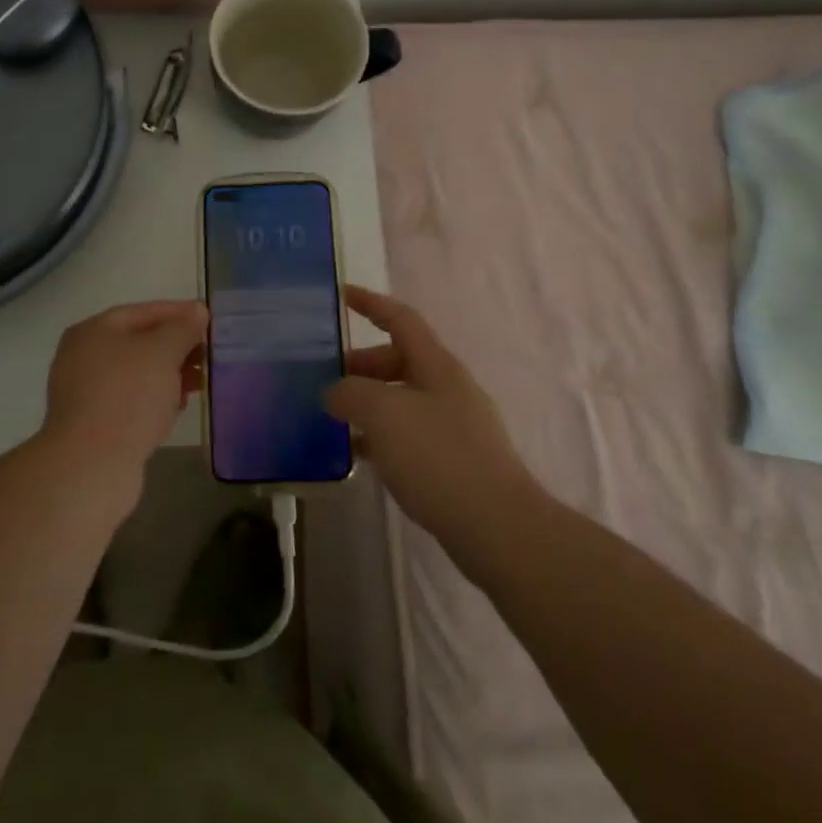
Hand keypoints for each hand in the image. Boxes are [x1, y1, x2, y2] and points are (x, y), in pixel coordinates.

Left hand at [41, 300, 207, 483]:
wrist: (91, 465)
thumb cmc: (128, 396)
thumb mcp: (162, 353)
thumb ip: (182, 328)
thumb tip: (197, 311)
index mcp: (93, 331)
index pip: (143, 312)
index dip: (178, 313)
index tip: (208, 320)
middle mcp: (83, 356)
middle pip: (139, 343)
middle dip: (176, 347)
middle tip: (207, 354)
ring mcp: (85, 392)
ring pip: (136, 374)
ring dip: (169, 375)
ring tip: (199, 383)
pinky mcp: (93, 424)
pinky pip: (130, 401)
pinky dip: (154, 399)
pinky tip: (177, 408)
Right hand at [326, 285, 531, 536]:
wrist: (498, 528)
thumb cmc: (439, 457)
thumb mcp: (383, 414)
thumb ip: (351, 393)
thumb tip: (335, 393)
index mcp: (436, 365)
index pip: (400, 319)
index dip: (370, 303)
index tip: (340, 294)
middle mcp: (447, 388)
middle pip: (399, 360)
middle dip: (360, 365)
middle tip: (324, 380)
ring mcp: (454, 426)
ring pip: (402, 400)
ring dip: (368, 403)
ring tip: (333, 419)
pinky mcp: (454, 463)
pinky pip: (408, 435)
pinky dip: (381, 436)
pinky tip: (359, 456)